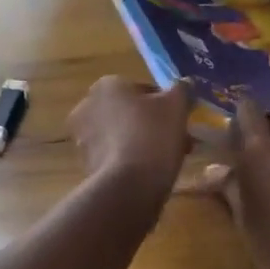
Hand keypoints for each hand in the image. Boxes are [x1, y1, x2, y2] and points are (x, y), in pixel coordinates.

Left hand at [68, 76, 192, 197]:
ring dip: (146, 142)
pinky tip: (152, 172)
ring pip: (124, 135)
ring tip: (171, 158)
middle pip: (131, 113)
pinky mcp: (86, 164)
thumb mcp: (176, 105)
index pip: (143, 89)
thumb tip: (186, 84)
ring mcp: (83, 137)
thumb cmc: (152, 135)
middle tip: (180, 139)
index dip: (166, 104)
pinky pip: (116, 156)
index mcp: (106, 86)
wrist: (128, 184)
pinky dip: (132, 160)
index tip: (180, 119)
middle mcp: (87, 106)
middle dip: (155, 124)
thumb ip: (182, 89)